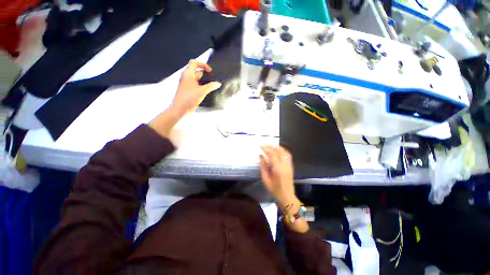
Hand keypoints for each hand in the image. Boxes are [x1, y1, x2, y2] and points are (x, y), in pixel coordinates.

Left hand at [149, 60, 220, 137]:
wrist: (179, 109)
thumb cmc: (188, 99)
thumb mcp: (202, 91)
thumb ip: (211, 86)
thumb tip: (218, 83)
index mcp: (188, 73)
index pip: (194, 62)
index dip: (203, 64)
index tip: (210, 71)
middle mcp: (186, 77)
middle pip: (197, 71)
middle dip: (205, 76)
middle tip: (212, 81)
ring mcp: (187, 83)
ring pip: (197, 79)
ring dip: (204, 82)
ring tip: (210, 87)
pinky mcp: (188, 89)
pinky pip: (196, 85)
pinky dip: (201, 87)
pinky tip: (206, 92)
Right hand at [259, 146, 297, 207]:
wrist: (287, 197)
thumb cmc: (274, 190)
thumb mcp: (266, 179)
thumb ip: (263, 166)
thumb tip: (260, 156)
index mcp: (278, 169)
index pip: (272, 155)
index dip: (266, 149)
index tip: (260, 145)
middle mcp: (285, 165)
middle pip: (279, 151)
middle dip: (271, 146)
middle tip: (263, 144)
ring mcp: (289, 165)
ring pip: (284, 151)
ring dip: (276, 147)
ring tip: (269, 145)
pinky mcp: (291, 166)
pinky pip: (287, 155)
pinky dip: (282, 150)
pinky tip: (277, 149)